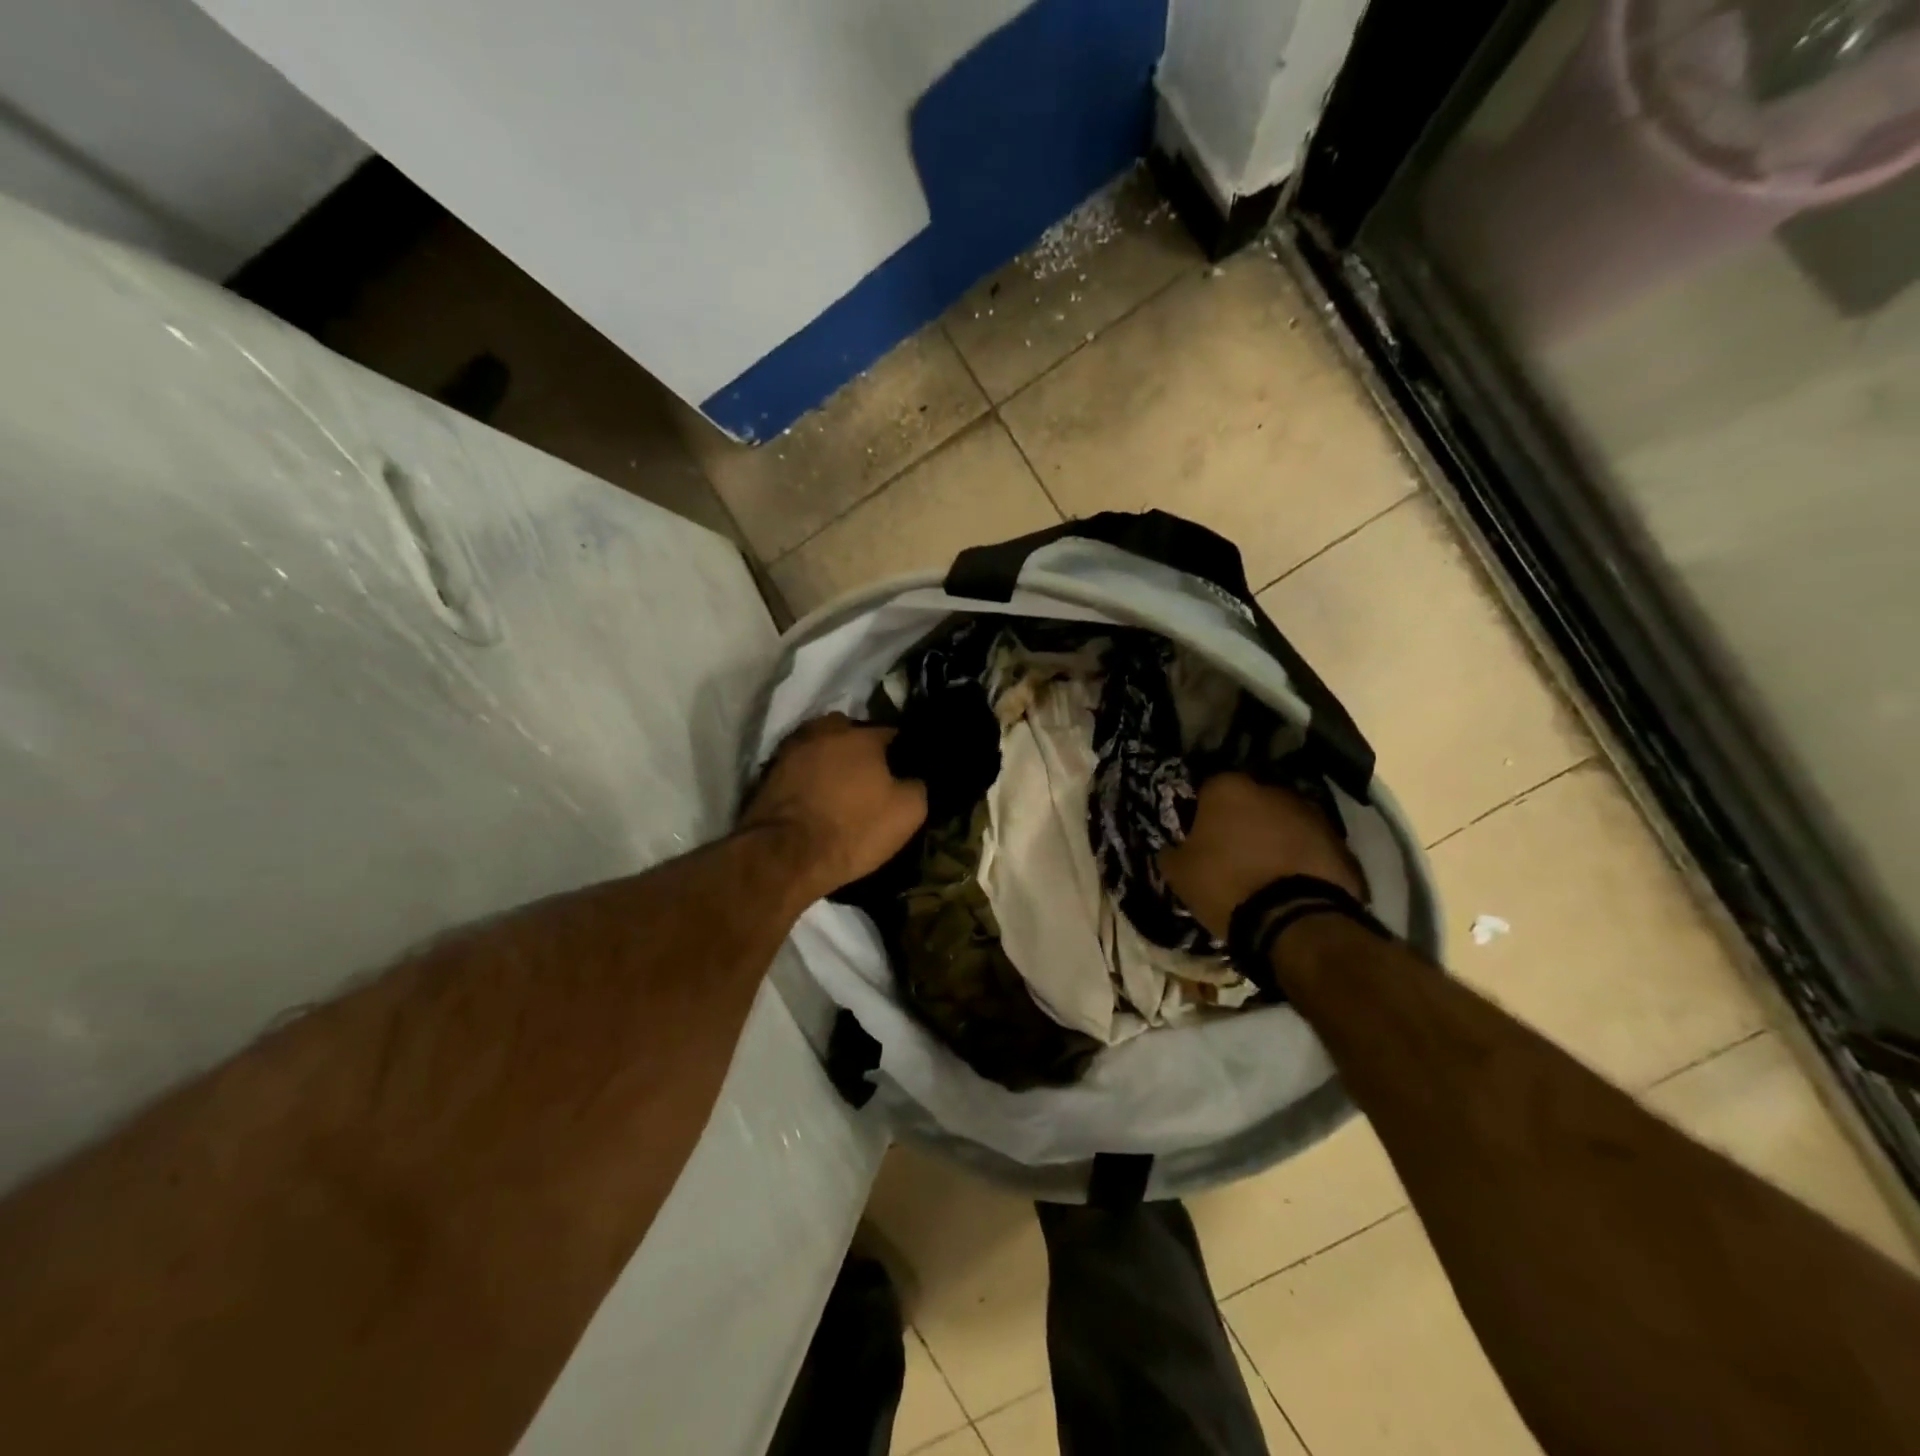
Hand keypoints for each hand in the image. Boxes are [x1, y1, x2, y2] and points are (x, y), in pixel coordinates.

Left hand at [740, 713, 927, 901]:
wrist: (786, 856)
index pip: (891, 733)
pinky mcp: (768, 773)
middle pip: (850, 733)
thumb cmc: (853, 829)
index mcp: (861, 736)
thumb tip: (913, 778)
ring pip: (820, 747)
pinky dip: (807, 778)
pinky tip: (814, 799)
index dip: (901, 753)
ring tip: (837, 789)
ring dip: (829, 761)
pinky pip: (799, 768)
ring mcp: (792, 750)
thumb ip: (917, 785)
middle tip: (868, 777)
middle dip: (859, 749)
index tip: (904, 772)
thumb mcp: (908, 813)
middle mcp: (824, 732)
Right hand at [1159, 773, 1364, 939]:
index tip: (1200, 836)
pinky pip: (1310, 845)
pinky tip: (1291, 883)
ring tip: (1264, 871)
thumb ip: (1172, 852)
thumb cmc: (1225, 885)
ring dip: (1274, 838)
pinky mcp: (1339, 842)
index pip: (1208, 789)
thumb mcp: (1179, 873)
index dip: (1202, 813)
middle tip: (1232, 852)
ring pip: (1283, 821)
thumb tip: (1171, 849)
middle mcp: (1272, 789)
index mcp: (1228, 788)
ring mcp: (1311, 814)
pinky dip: (1300, 858)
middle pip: (1250, 800)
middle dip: (1242, 820)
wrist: (1293, 919)